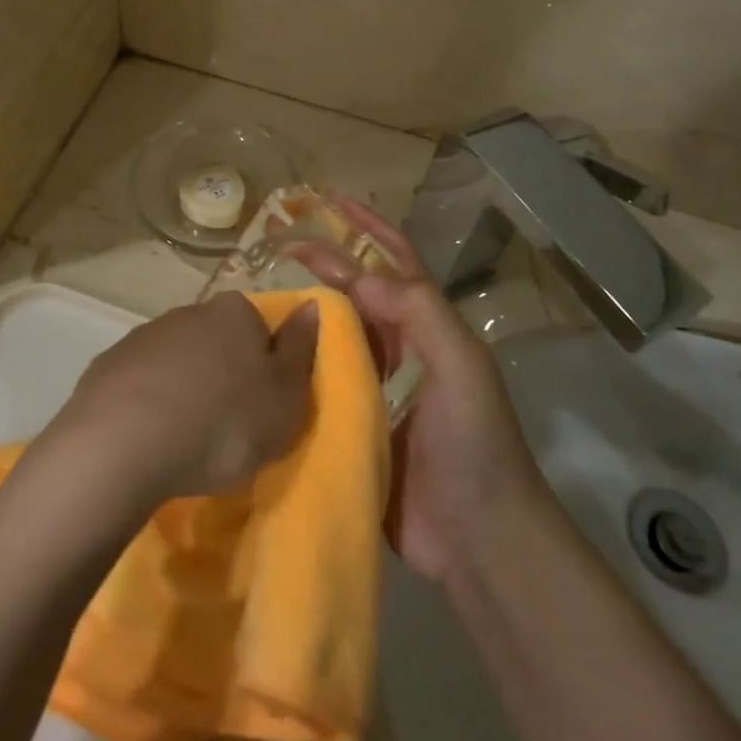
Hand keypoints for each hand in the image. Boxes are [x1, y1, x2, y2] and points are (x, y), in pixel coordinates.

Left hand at [53, 293, 318, 505]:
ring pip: (177, 360)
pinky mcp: (107, 365)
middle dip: (222, 375)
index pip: (259, 327)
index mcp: (235, 313)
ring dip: (184, 388)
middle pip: (216, 341)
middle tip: (227, 427)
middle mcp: (189, 311)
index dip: (263, 365)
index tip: (261, 405)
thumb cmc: (223, 422)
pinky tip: (149, 438)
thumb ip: (300, 348)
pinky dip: (148, 403)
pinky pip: (140, 382)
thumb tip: (310, 305)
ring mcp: (143, 336)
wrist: (124, 442)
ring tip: (185, 439)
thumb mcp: (285, 396)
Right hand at [301, 197, 542, 583]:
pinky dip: (296, 362)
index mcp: (427, 327)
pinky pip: (318, 381)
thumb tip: (357, 273)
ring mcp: (375, 386)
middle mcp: (400, 348)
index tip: (326, 202)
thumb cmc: (475, 443)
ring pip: (334, 333)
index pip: (394, 260)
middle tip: (277, 241)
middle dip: (324, 262)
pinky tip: (266, 356)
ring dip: (306, 309)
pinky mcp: (352, 421)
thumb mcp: (461, 367)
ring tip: (263, 291)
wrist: (477, 538)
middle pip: (356, 291)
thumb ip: (419, 313)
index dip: (364, 227)